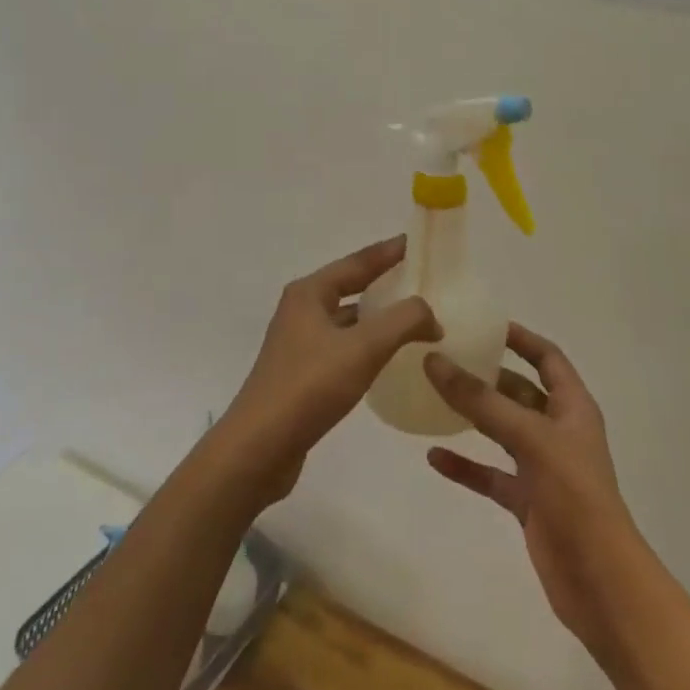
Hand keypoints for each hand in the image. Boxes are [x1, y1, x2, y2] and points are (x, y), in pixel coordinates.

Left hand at [214, 236, 438, 505]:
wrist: (259, 447)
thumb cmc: (309, 386)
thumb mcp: (363, 348)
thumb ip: (403, 321)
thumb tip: (430, 314)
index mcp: (310, 293)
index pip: (358, 262)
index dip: (388, 252)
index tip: (416, 242)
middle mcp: (301, 310)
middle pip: (350, 286)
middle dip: (384, 281)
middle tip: (421, 278)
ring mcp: (299, 343)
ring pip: (347, 319)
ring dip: (377, 316)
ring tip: (413, 317)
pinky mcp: (302, 373)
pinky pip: (343, 346)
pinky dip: (367, 344)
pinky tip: (388, 357)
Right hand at [423, 324, 644, 654]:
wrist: (601, 584)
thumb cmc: (575, 497)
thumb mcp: (529, 438)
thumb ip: (481, 402)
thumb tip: (434, 360)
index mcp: (572, 408)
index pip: (547, 357)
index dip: (520, 338)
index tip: (484, 324)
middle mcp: (558, 431)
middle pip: (519, 392)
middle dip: (487, 375)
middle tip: (446, 357)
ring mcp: (543, 468)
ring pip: (502, 431)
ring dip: (473, 417)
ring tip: (433, 396)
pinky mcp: (528, 502)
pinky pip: (491, 475)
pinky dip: (466, 465)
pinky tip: (434, 457)